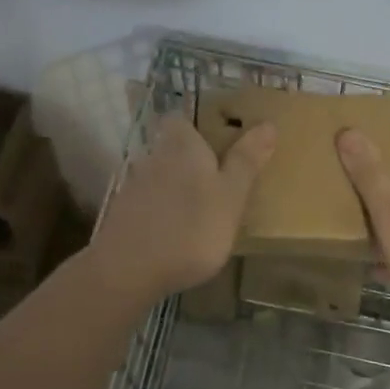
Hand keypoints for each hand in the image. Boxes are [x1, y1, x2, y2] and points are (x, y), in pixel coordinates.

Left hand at [91, 113, 276, 300]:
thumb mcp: (231, 196)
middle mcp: (154, 157)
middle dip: (188, 159)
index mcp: (182, 146)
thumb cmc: (191, 227)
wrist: (128, 270)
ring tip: (197, 209)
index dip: (195, 125)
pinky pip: (146, 203)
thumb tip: (268, 123)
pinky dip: (160, 211)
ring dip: (174, 187)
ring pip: (158, 176)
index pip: (180, 118)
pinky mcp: (121, 215)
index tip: (215, 138)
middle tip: (214, 178)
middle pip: (170, 148)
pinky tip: (173, 233)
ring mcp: (133, 187)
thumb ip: (246, 161)